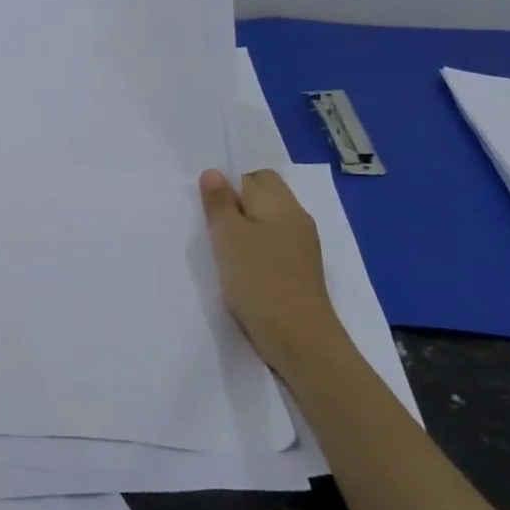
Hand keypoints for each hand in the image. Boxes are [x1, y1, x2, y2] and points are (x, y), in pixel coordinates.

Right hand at [200, 168, 347, 381]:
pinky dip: (257, 248)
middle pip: (264, 195)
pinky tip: (242, 267)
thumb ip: (219, 202)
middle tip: (213, 226)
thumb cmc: (258, 279)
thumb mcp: (227, 237)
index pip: (253, 175)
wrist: (299, 338)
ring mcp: (302, 244)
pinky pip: (274, 243)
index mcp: (280, 203)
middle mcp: (296, 217)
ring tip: (224, 249)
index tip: (208, 207)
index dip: (229, 185)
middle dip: (237, 204)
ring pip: (268, 220)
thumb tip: (214, 172)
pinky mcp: (300, 268)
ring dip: (246, 228)